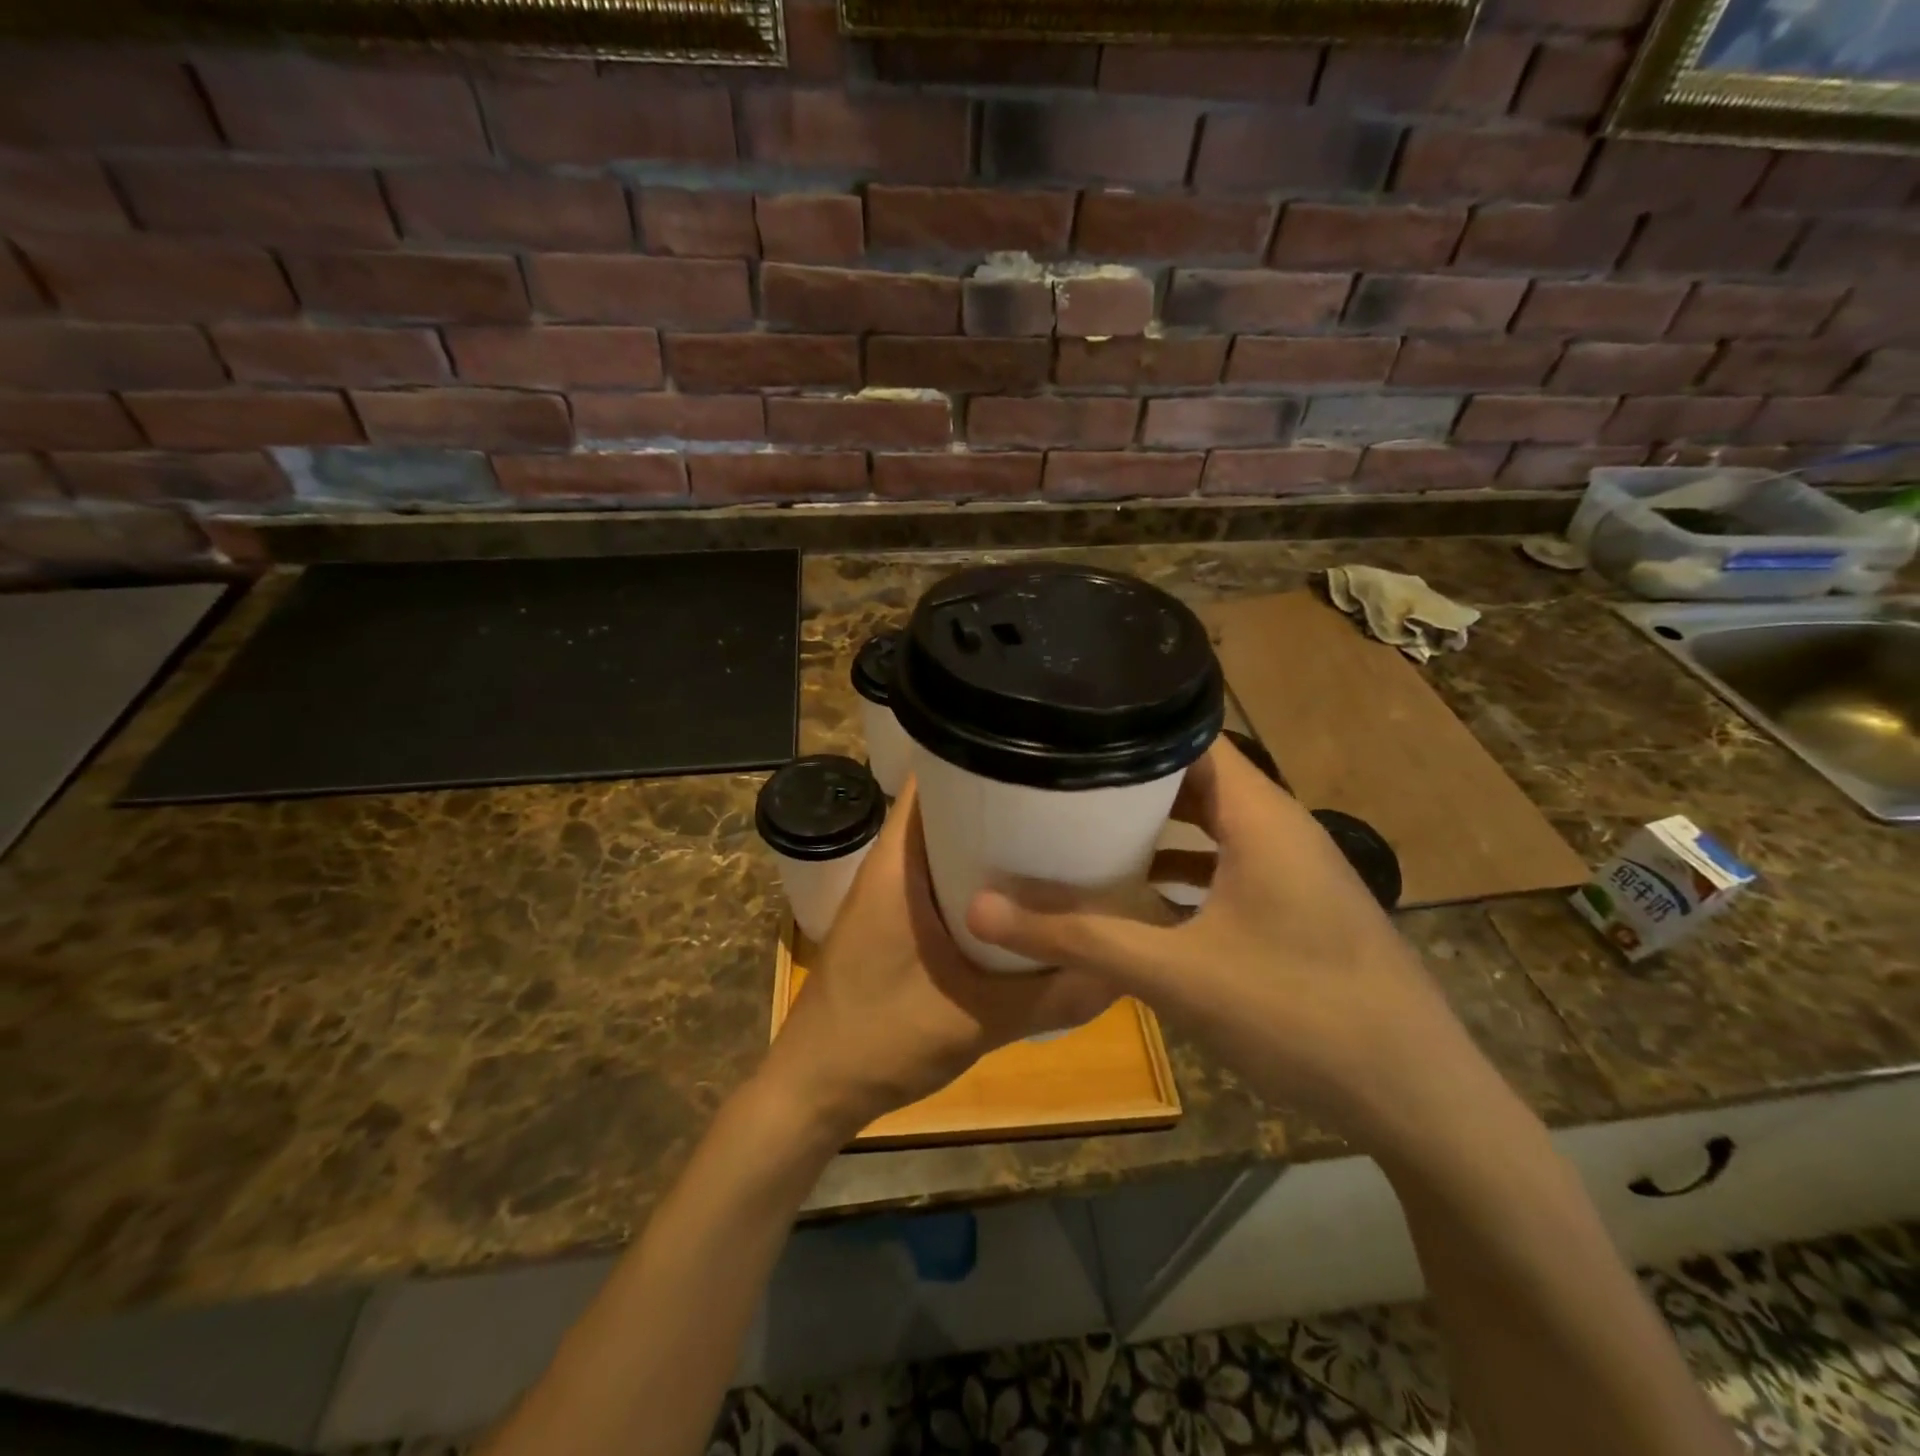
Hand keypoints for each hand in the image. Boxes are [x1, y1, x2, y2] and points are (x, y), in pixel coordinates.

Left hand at [760, 780, 1112, 1138]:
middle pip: (944, 810)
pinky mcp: (892, 925)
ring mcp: (887, 898)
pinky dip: (972, 881)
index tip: (1035, 757)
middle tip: (1060, 802)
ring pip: (941, 848)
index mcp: (897, 866)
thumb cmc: (881, 1040)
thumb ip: (1050, 996)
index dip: (978, 757)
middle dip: (997, 802)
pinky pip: (937, 882)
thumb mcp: (978, 1019)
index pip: (930, 779)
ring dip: (986, 845)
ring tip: (1049, 842)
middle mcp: (889, 868)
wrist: (815, 1090)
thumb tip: (1118, 969)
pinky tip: (1015, 902)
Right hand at [966, 737, 1471, 1144]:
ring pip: (1212, 825)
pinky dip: (1183, 869)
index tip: (1066, 733)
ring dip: (1156, 828)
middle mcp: (1281, 829)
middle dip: (1129, 781)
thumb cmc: (1300, 1016)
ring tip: (1085, 828)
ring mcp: (1294, 871)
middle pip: (1196, 779)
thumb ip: (1078, 940)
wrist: (1419, 1101)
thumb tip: (981, 910)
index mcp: (1261, 818)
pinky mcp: (1298, 909)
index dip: (1129, 728)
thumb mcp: (1176, 976)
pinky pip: (1228, 865)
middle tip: (1058, 782)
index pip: (1191, 737)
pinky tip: (1140, 898)